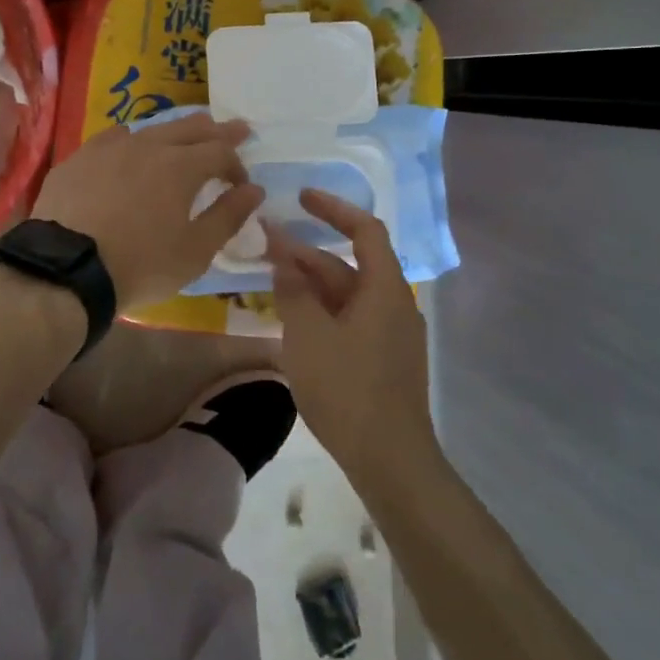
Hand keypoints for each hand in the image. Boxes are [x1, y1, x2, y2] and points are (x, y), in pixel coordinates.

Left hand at [32, 115, 265, 309]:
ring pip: (152, 128)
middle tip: (237, 128)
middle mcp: (148, 145)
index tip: (241, 185)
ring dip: (175, 131)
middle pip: (190, 128)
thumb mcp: (195, 251)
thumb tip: (254, 190)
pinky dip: (132, 140)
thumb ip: (228, 216)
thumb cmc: (140, 264)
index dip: (237, 165)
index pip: (221, 151)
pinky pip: (113, 138)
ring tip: (185, 135)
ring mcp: (109, 148)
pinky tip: (129, 144)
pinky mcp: (79, 158)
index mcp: (181, 166)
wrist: (66, 268)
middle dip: (217, 130)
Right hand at [267, 190, 433, 479]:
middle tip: (265, 244)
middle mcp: (394, 304)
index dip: (333, 208)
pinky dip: (322, 309)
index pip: (365, 230)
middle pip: (349, 264)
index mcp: (384, 289)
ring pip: (347, 294)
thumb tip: (284, 262)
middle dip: (307, 252)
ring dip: (311, 283)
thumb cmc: (348, 389)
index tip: (301, 198)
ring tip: (271, 280)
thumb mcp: (309, 335)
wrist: (391, 461)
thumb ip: (293, 292)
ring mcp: (391, 334)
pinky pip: (350, 319)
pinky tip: (294, 320)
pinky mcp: (384, 360)